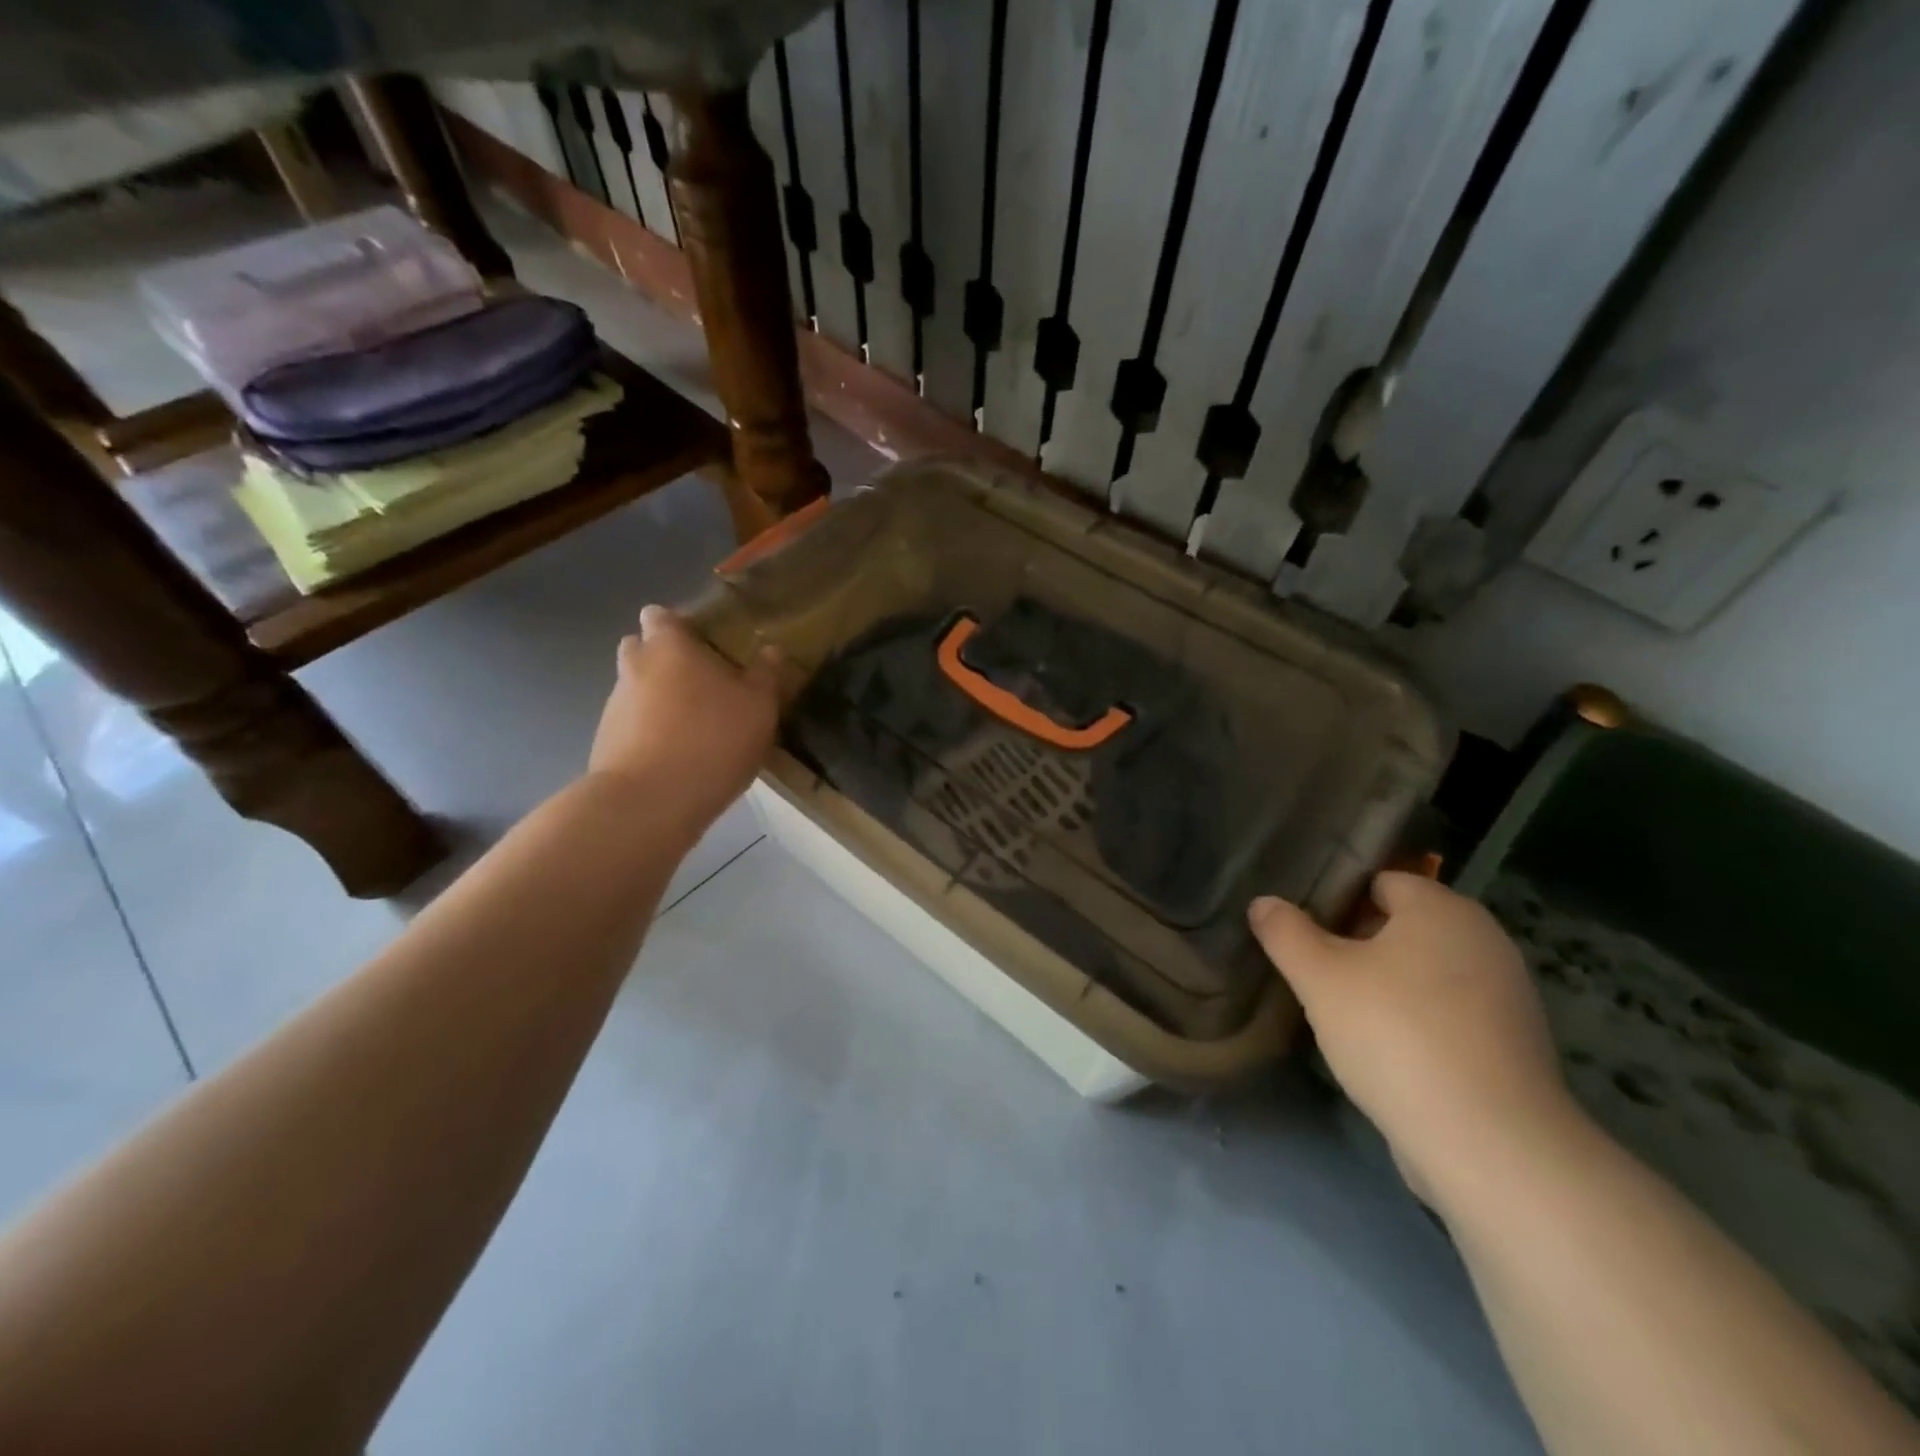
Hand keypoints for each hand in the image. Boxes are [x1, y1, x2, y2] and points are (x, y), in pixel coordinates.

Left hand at [587, 605, 780, 837]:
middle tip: (701, 684)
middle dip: (664, 660)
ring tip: (695, 729)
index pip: (661, 616)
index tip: (704, 643)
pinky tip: (679, 758)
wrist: (650, 802)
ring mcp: (614, 707)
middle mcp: (634, 667)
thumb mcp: (759, 707)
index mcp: (669, 646)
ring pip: (636, 690)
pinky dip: (650, 734)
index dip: (679, 625)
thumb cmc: (712, 739)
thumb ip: (765, 675)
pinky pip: (632, 727)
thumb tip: (771, 650)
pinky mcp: (606, 744)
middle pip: (641, 650)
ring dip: (658, 700)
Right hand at [1249, 874, 1575, 1198]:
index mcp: (1442, 908)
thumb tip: (1264, 903)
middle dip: (1356, 945)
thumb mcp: (1319, 977)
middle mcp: (1484, 940)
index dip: (1337, 900)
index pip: (1380, 881)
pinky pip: (1448, 1013)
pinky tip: (1385, 1052)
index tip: (1302, 933)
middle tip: (1314, 973)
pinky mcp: (1512, 1046)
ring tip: (1341, 1014)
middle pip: (1403, 926)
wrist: (1488, 1143)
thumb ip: (1285, 932)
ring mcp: (1506, 994)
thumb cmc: (1395, 1034)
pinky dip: (1417, 1021)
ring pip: (1424, 972)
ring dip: (1385, 985)